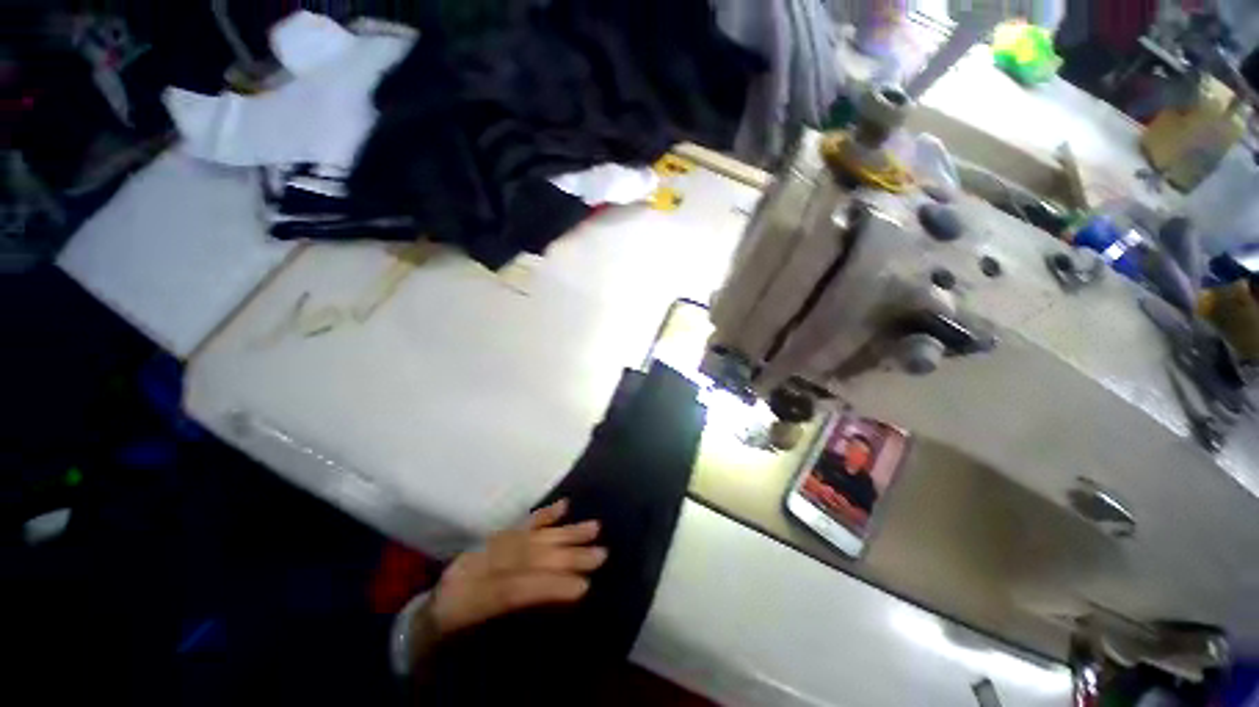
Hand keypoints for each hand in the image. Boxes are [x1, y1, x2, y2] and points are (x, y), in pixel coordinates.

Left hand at [428, 498, 606, 637]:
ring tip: (594, 527)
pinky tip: (564, 506)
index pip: (512, 589)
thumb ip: (506, 632)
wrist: (416, 629)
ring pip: (527, 536)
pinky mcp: (487, 541)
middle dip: (565, 555)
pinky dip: (543, 516)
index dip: (548, 586)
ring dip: (563, 532)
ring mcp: (480, 551)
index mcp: (461, 604)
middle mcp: (471, 568)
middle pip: (524, 556)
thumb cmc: (445, 653)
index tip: (584, 587)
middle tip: (600, 554)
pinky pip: (517, 526)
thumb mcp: (467, 657)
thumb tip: (554, 613)